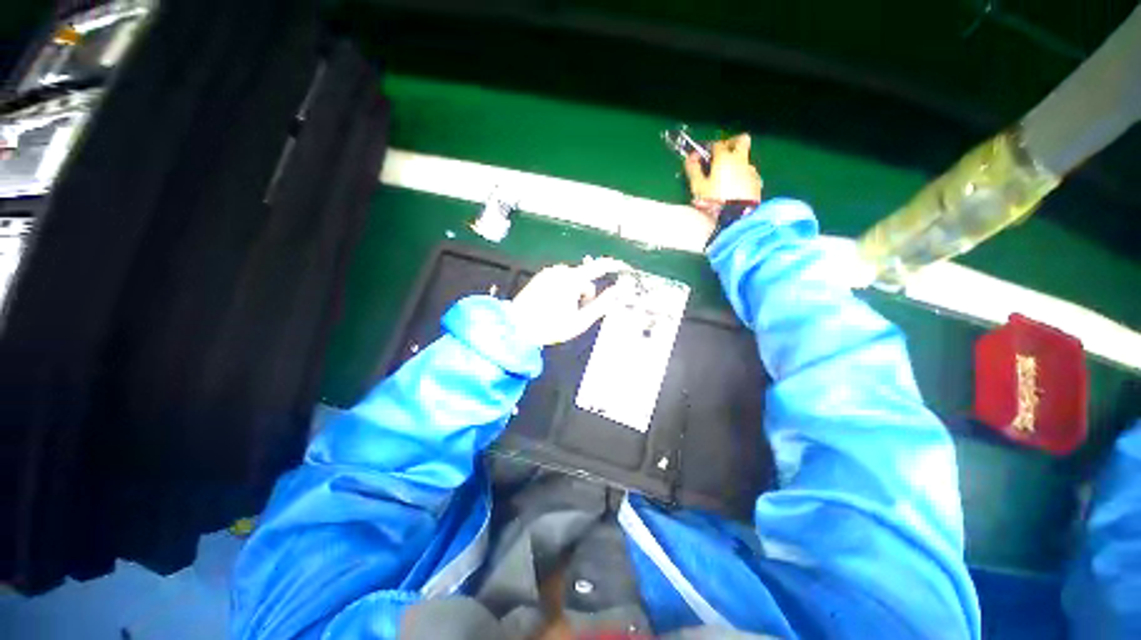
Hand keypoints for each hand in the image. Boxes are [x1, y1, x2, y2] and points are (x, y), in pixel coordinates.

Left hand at [510, 257, 632, 346]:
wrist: (518, 327)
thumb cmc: (551, 327)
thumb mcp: (580, 321)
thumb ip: (601, 305)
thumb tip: (617, 292)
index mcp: (572, 280)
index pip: (598, 267)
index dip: (612, 265)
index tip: (621, 265)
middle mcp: (560, 271)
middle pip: (584, 278)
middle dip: (586, 292)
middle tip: (578, 311)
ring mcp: (548, 273)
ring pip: (572, 279)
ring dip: (574, 291)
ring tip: (564, 310)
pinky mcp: (540, 277)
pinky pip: (559, 279)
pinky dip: (563, 289)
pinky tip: (553, 304)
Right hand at [684, 134, 762, 217]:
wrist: (737, 216)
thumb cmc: (714, 200)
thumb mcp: (698, 187)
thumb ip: (693, 170)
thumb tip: (690, 157)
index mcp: (724, 158)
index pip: (718, 144)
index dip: (710, 148)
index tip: (705, 156)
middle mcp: (741, 160)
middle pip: (741, 140)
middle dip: (732, 143)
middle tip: (723, 155)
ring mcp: (751, 170)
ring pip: (745, 160)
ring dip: (737, 165)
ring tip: (727, 181)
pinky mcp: (757, 182)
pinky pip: (749, 175)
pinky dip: (742, 178)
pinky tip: (735, 191)